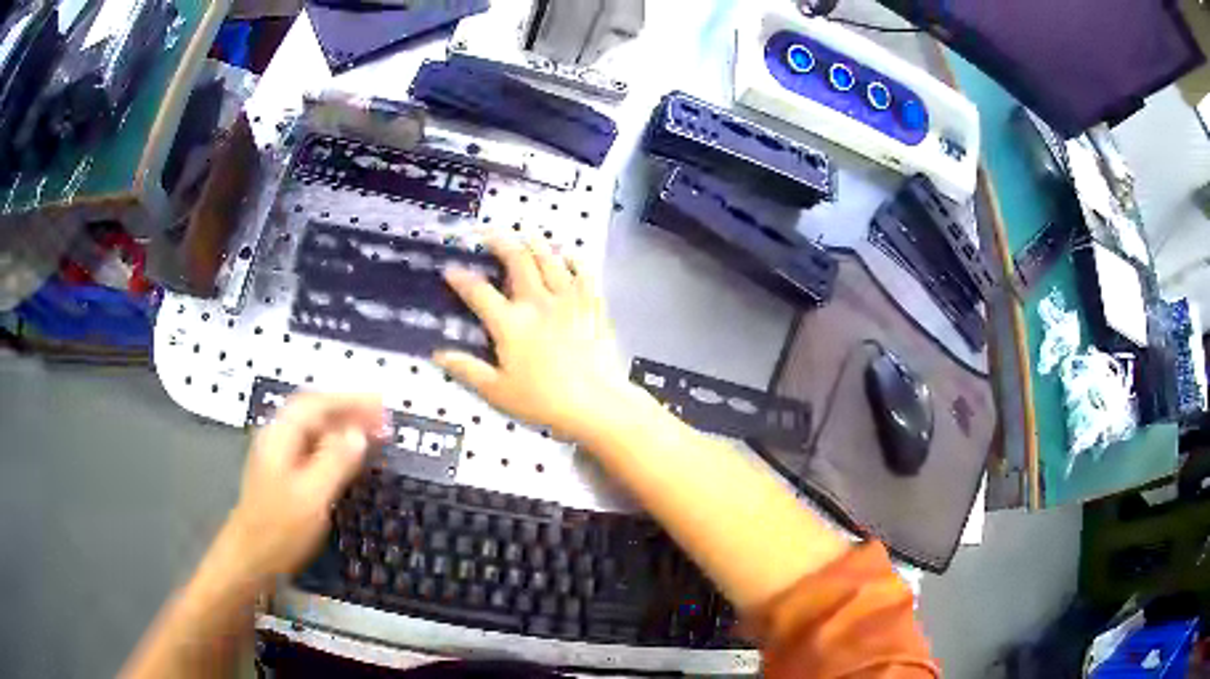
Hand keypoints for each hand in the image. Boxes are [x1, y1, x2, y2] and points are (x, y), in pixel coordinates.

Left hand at [219, 394, 384, 586]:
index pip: (317, 403)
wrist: (251, 559)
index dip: (350, 400)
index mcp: (281, 436)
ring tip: (375, 434)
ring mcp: (280, 457)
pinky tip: (351, 456)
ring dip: (345, 427)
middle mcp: (279, 438)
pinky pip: (315, 449)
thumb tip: (359, 433)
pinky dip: (337, 446)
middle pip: (315, 412)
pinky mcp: (285, 475)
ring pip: (316, 431)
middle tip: (384, 418)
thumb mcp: (312, 496)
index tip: (381, 403)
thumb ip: (335, 461)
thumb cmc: (279, 529)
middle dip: (350, 410)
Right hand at [435, 238, 631, 440]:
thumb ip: (467, 369)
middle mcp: (538, 302)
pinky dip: (575, 261)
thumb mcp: (497, 391)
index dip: (461, 278)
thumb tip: (437, 354)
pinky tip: (570, 255)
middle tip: (489, 233)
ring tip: (526, 233)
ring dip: (536, 243)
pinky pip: (584, 274)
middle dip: (501, 242)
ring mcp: (569, 300)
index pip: (479, 292)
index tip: (450, 268)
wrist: (596, 403)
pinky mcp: (593, 306)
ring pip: (550, 260)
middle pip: (518, 261)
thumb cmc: (543, 401)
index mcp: (510, 323)